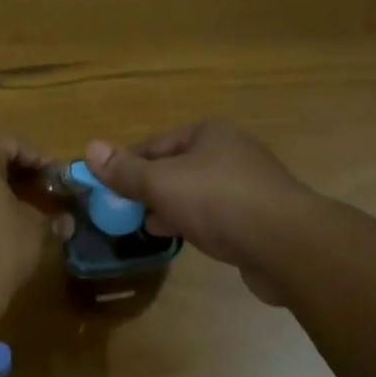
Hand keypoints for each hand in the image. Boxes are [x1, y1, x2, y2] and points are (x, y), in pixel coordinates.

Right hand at [84, 120, 315, 304]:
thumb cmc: (218, 201)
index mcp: (208, 132)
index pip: (154, 144)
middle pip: (175, 167)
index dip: (126, 165)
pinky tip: (181, 239)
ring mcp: (247, 184)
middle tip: (123, 212)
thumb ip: (125, 170)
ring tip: (146, 228)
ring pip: (195, 193)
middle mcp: (230, 151)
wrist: (286, 244)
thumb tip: (90, 148)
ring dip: (170, 208)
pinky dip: (195, 223)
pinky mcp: (258, 217)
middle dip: (148, 189)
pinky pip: (215, 215)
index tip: (105, 189)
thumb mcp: (161, 182)